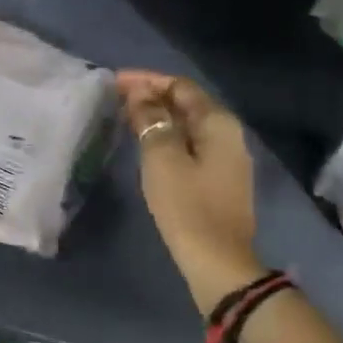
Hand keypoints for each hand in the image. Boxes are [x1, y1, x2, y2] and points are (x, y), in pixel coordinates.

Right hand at [118, 71, 263, 314]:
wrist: (218, 262)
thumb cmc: (187, 206)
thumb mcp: (161, 158)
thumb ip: (151, 119)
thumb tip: (141, 94)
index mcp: (218, 122)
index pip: (180, 86)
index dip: (147, 80)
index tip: (114, 82)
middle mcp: (228, 134)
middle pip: (187, 103)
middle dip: (152, 96)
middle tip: (116, 98)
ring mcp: (226, 158)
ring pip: (188, 125)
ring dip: (158, 117)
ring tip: (126, 117)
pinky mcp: (219, 179)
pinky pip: (190, 144)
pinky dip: (167, 137)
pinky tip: (147, 144)